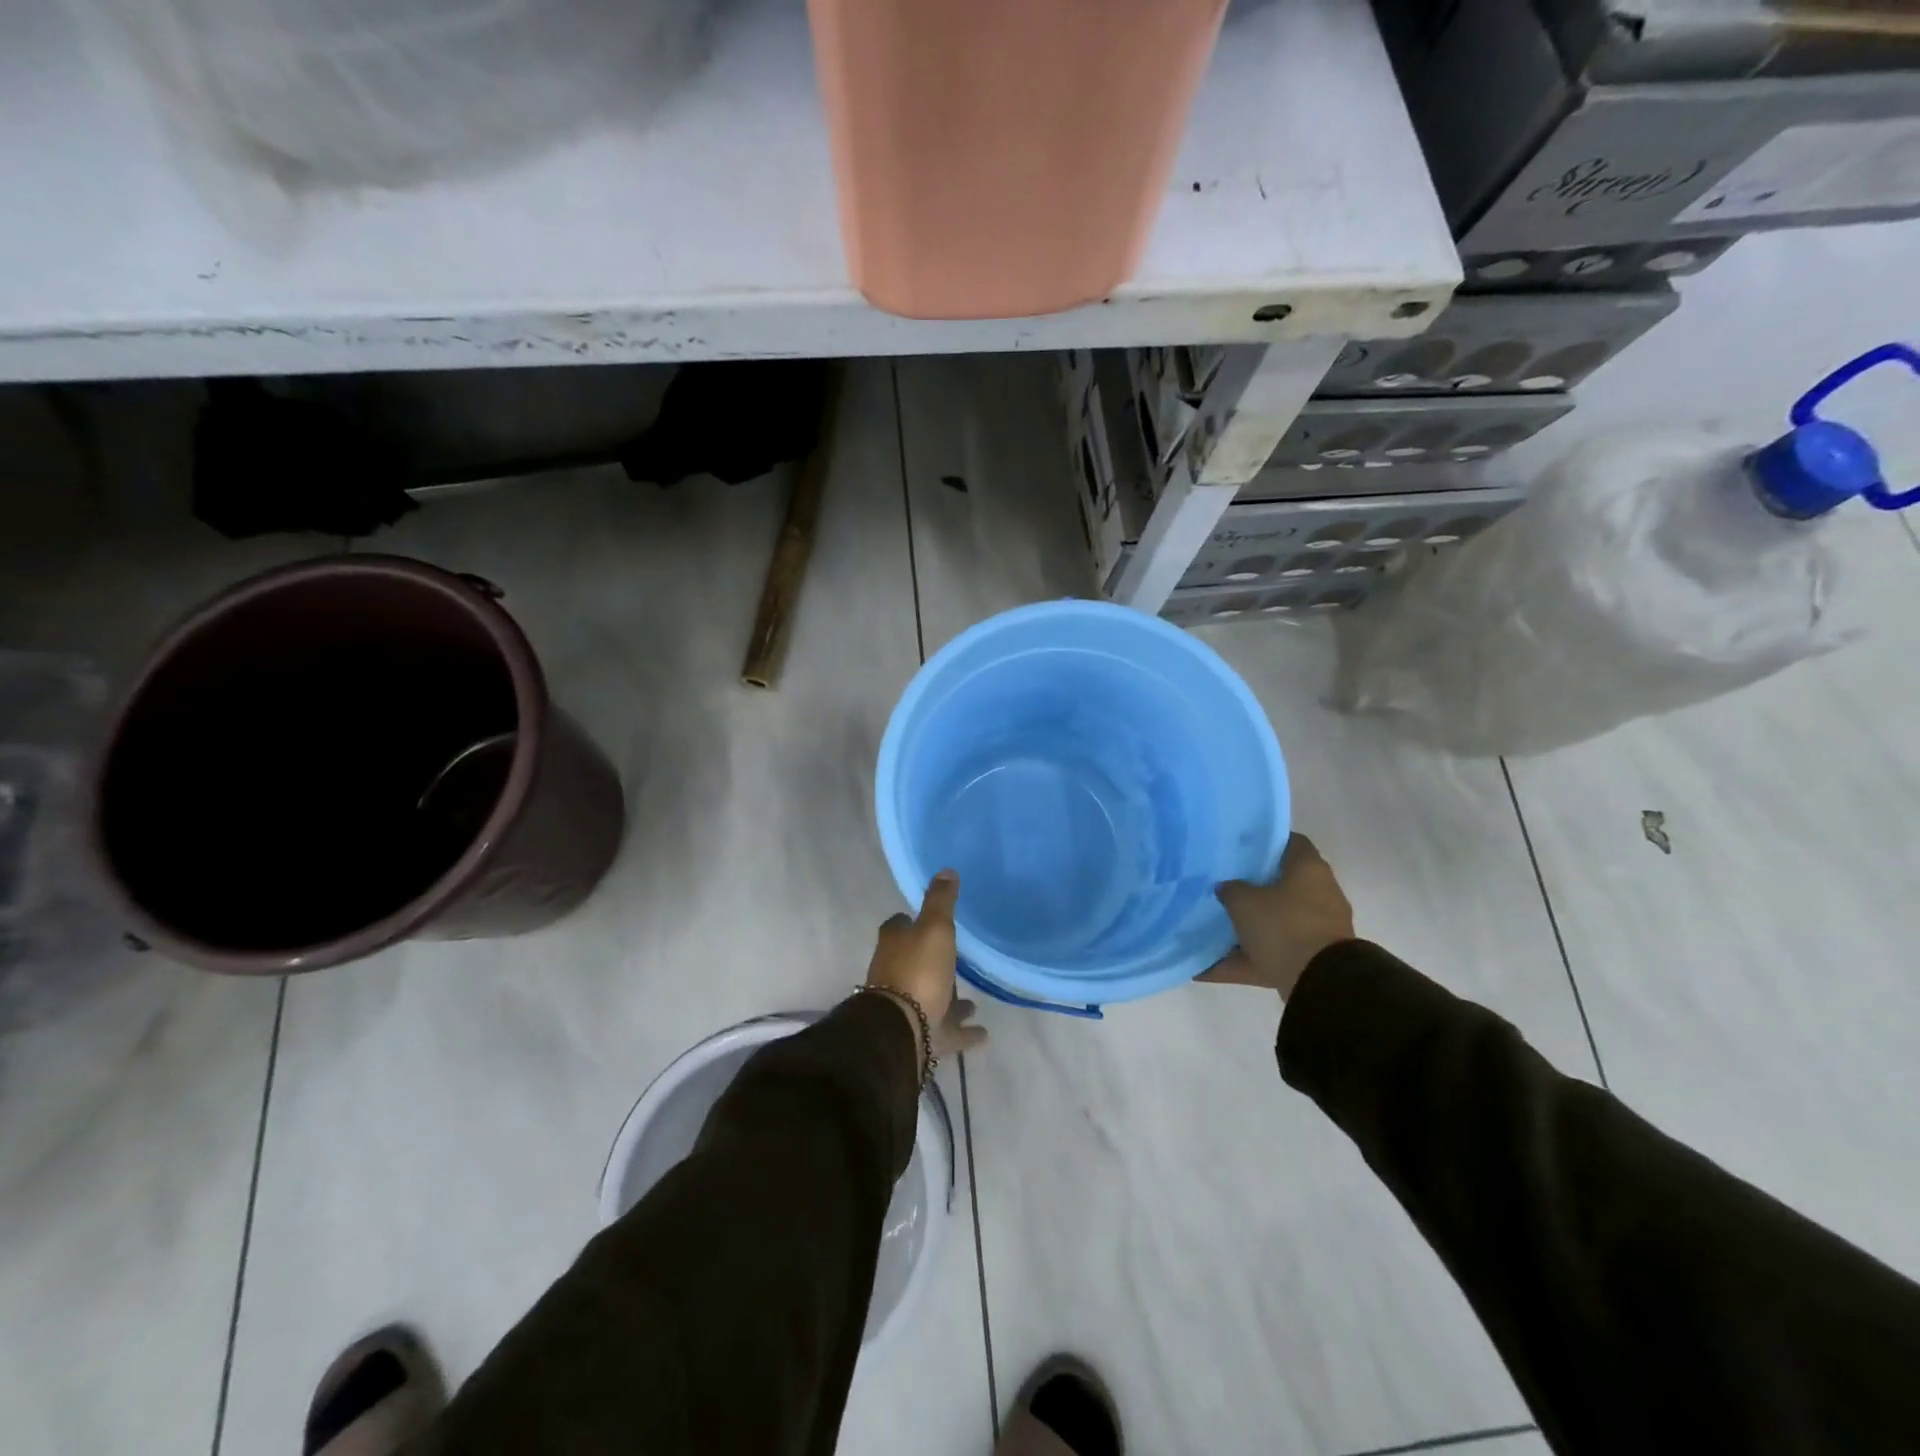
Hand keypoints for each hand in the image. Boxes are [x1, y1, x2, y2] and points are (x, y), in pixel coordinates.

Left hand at [865, 870, 987, 1067]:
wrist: (901, 1030)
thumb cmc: (918, 970)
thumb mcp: (934, 927)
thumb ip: (941, 901)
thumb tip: (945, 870)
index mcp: (894, 943)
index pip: (899, 925)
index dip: (911, 921)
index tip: (930, 919)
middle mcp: (895, 973)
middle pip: (914, 961)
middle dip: (932, 961)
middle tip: (957, 959)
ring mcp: (907, 1008)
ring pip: (932, 998)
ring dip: (950, 999)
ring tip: (973, 1002)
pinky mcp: (921, 1036)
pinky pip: (946, 1031)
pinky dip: (963, 1032)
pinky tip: (983, 1034)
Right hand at [1200, 834, 1354, 998]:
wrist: (1320, 983)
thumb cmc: (1283, 926)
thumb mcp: (1244, 902)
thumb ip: (1231, 889)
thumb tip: (1227, 887)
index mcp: (1309, 869)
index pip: (1290, 842)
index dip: (1265, 841)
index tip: (1238, 847)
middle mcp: (1319, 894)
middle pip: (1282, 884)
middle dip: (1252, 888)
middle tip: (1221, 885)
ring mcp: (1318, 929)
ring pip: (1275, 922)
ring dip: (1247, 928)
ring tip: (1211, 928)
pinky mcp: (1311, 959)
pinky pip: (1271, 954)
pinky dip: (1244, 960)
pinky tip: (1207, 968)